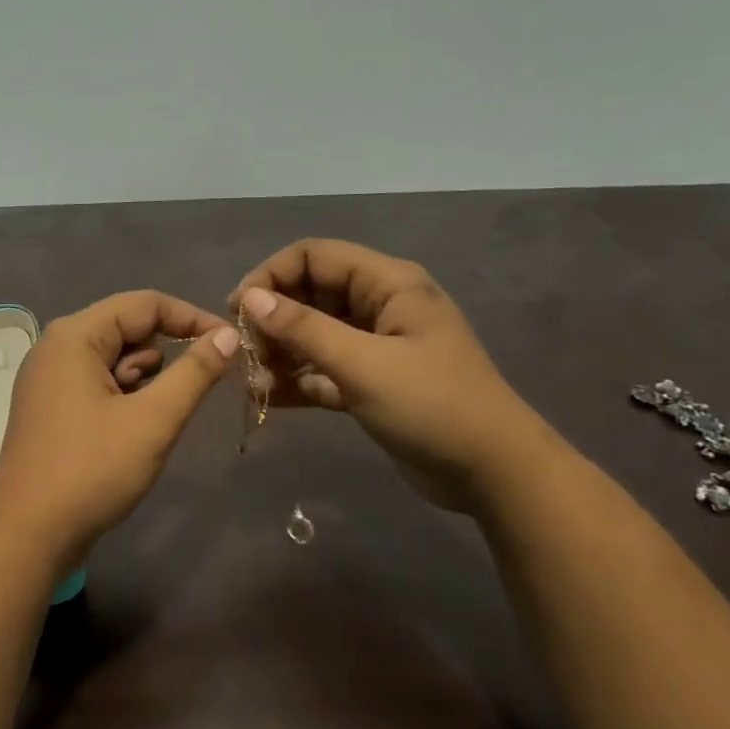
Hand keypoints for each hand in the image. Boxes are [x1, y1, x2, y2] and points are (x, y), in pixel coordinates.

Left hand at [0, 291, 238, 566]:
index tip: (231, 345)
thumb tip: (228, 335)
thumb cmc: (92, 470)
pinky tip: (141, 424)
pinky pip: (99, 384)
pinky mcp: (52, 409)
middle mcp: (57, 347)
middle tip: (207, 380)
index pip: (145, 304)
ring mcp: (50, 380)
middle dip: (170, 349)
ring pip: (114, 359)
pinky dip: (126, 395)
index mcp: (75, 336)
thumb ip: (194, 372)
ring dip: (149, 376)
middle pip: (127, 328)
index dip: (192, 318)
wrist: (29, 534)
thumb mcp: (153, 419)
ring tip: (166, 411)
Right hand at [231, 239, 545, 511]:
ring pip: (313, 335)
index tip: (238, 312)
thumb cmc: (431, 405)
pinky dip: (298, 381)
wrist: (492, 472)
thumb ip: (303, 328)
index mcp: (388, 283)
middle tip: (246, 354)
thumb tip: (249, 299)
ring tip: (254, 384)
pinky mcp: (371, 382)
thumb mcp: (362, 363)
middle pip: (310, 295)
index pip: (314, 256)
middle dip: (273, 321)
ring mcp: (376, 346)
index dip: (271, 276)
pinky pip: (323, 370)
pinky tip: (270, 399)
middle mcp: (380, 306)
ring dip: (281, 354)